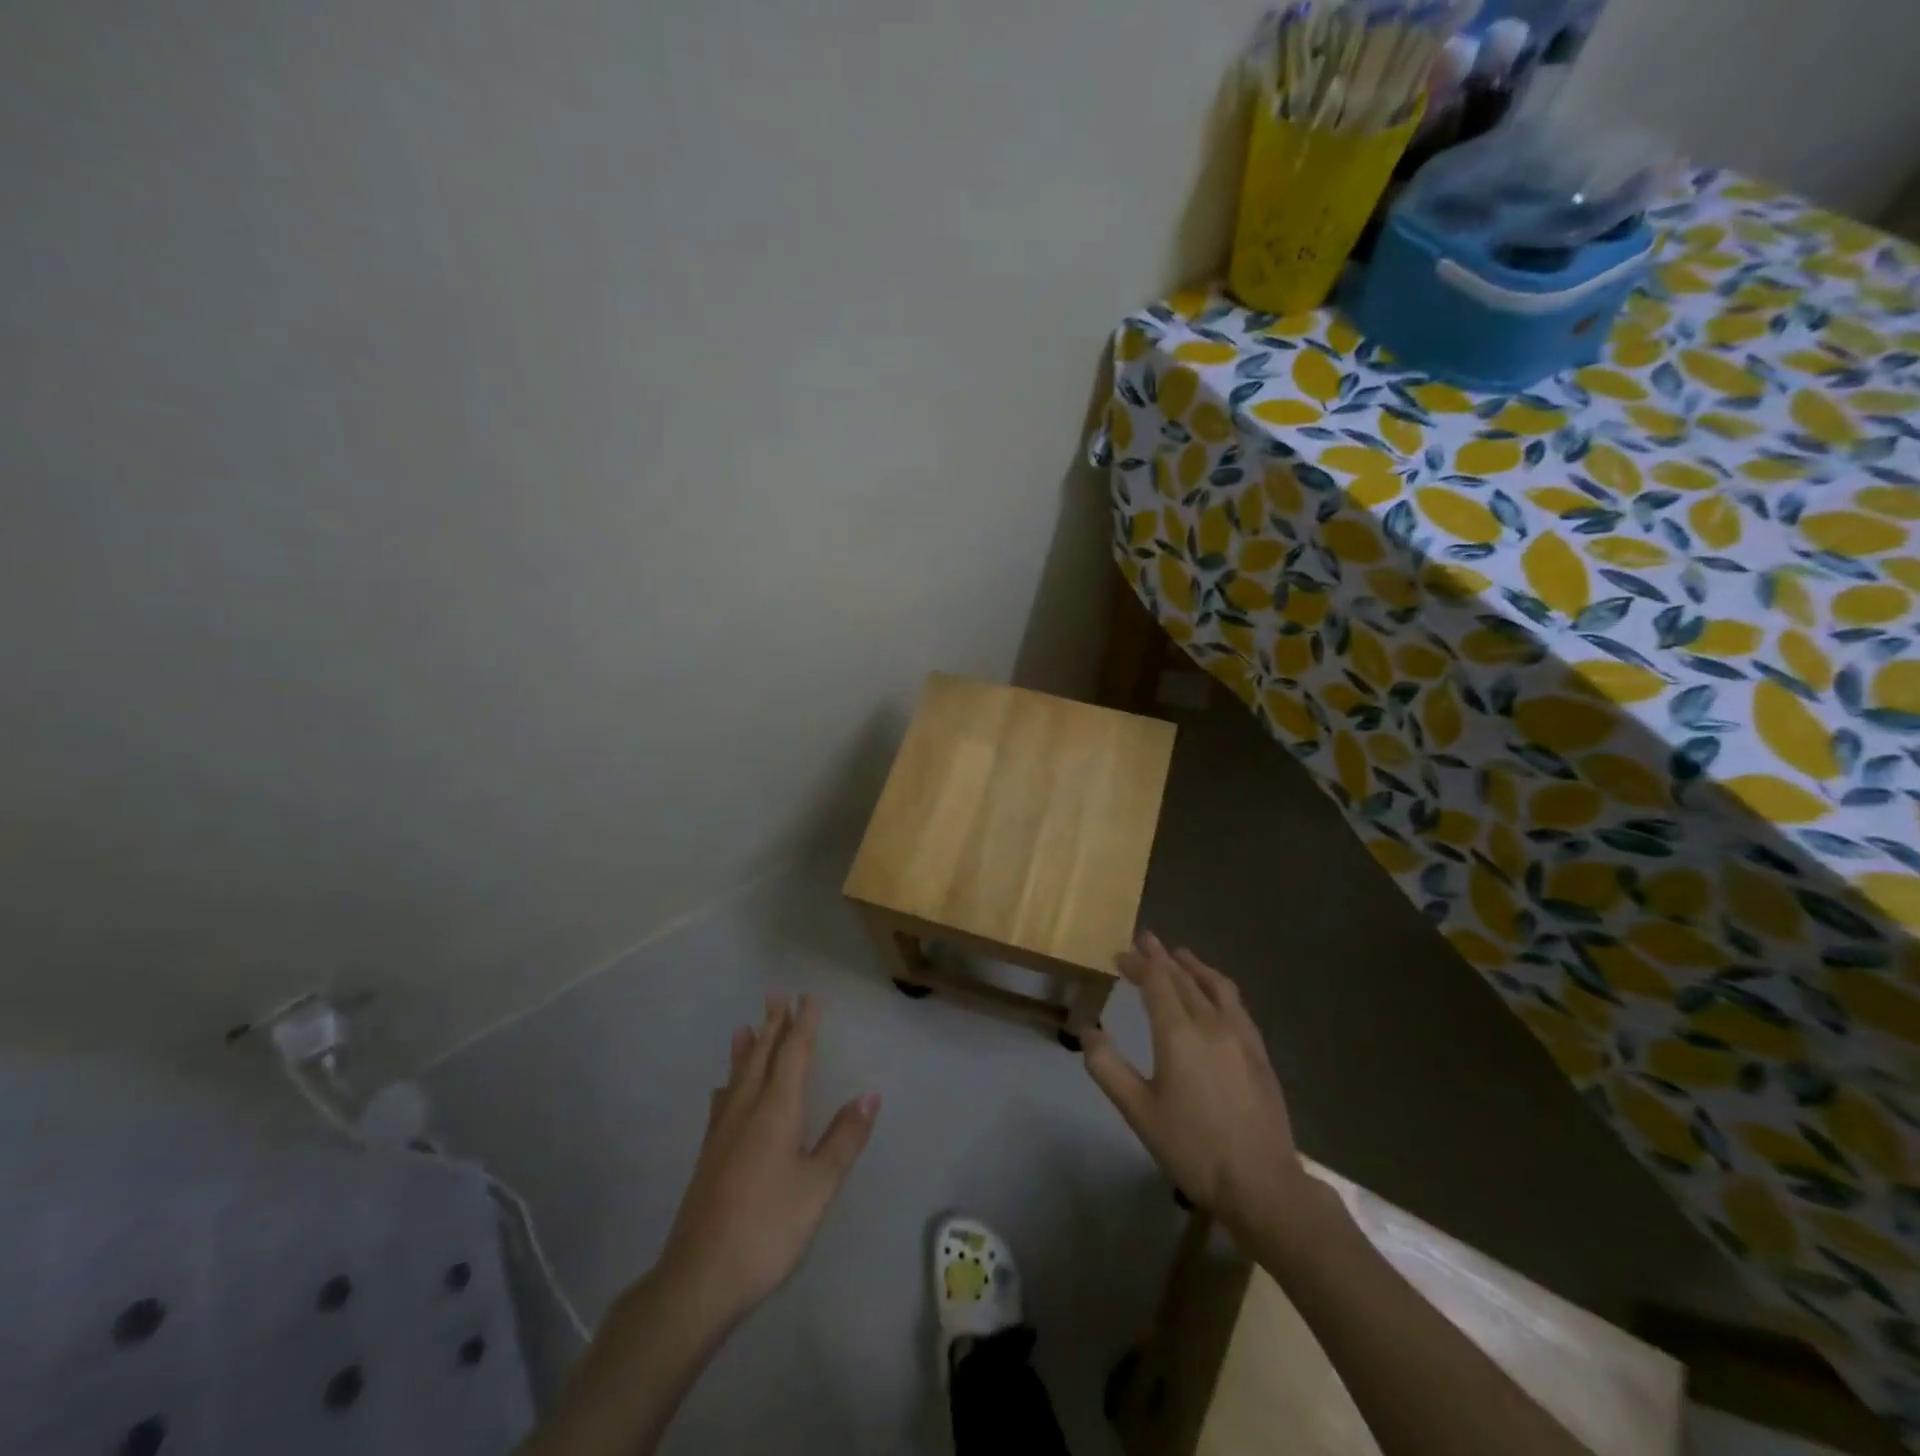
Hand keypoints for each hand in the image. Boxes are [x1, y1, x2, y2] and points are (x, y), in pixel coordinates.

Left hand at [655, 994, 878, 1333]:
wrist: (700, 1278)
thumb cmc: (769, 1228)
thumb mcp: (819, 1186)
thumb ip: (844, 1138)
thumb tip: (869, 1094)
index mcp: (777, 1110)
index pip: (793, 1054)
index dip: (803, 1024)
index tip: (809, 997)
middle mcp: (746, 1110)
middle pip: (761, 1057)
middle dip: (773, 1026)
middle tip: (777, 996)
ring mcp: (722, 1133)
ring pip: (737, 1077)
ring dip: (746, 1049)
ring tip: (745, 1027)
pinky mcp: (708, 1156)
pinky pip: (721, 1103)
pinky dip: (727, 1085)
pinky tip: (722, 1090)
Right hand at [1083, 932, 1307, 1240]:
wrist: (1262, 1184)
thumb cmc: (1193, 1147)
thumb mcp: (1138, 1111)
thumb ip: (1108, 1068)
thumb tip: (1086, 1031)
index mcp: (1179, 1034)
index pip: (1156, 982)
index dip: (1138, 964)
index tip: (1120, 953)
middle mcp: (1211, 1023)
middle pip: (1184, 978)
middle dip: (1161, 957)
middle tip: (1145, 939)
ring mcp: (1241, 1036)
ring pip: (1215, 985)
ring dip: (1194, 965)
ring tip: (1180, 954)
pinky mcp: (1259, 1052)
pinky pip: (1236, 1003)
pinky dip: (1218, 986)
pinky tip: (1216, 995)